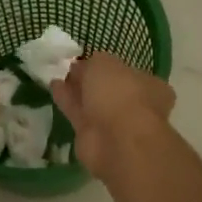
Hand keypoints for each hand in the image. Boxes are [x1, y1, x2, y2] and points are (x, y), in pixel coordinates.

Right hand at [51, 54, 174, 182]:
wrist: (117, 141)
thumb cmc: (120, 94)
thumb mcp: (104, 64)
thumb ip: (93, 62)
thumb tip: (83, 66)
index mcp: (148, 85)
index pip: (127, 72)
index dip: (107, 65)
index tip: (87, 59)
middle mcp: (134, 104)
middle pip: (108, 88)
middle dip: (90, 79)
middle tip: (70, 68)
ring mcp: (114, 122)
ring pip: (92, 102)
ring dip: (76, 90)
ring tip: (58, 76)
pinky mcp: (93, 136)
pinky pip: (78, 113)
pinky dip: (67, 101)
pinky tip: (53, 87)